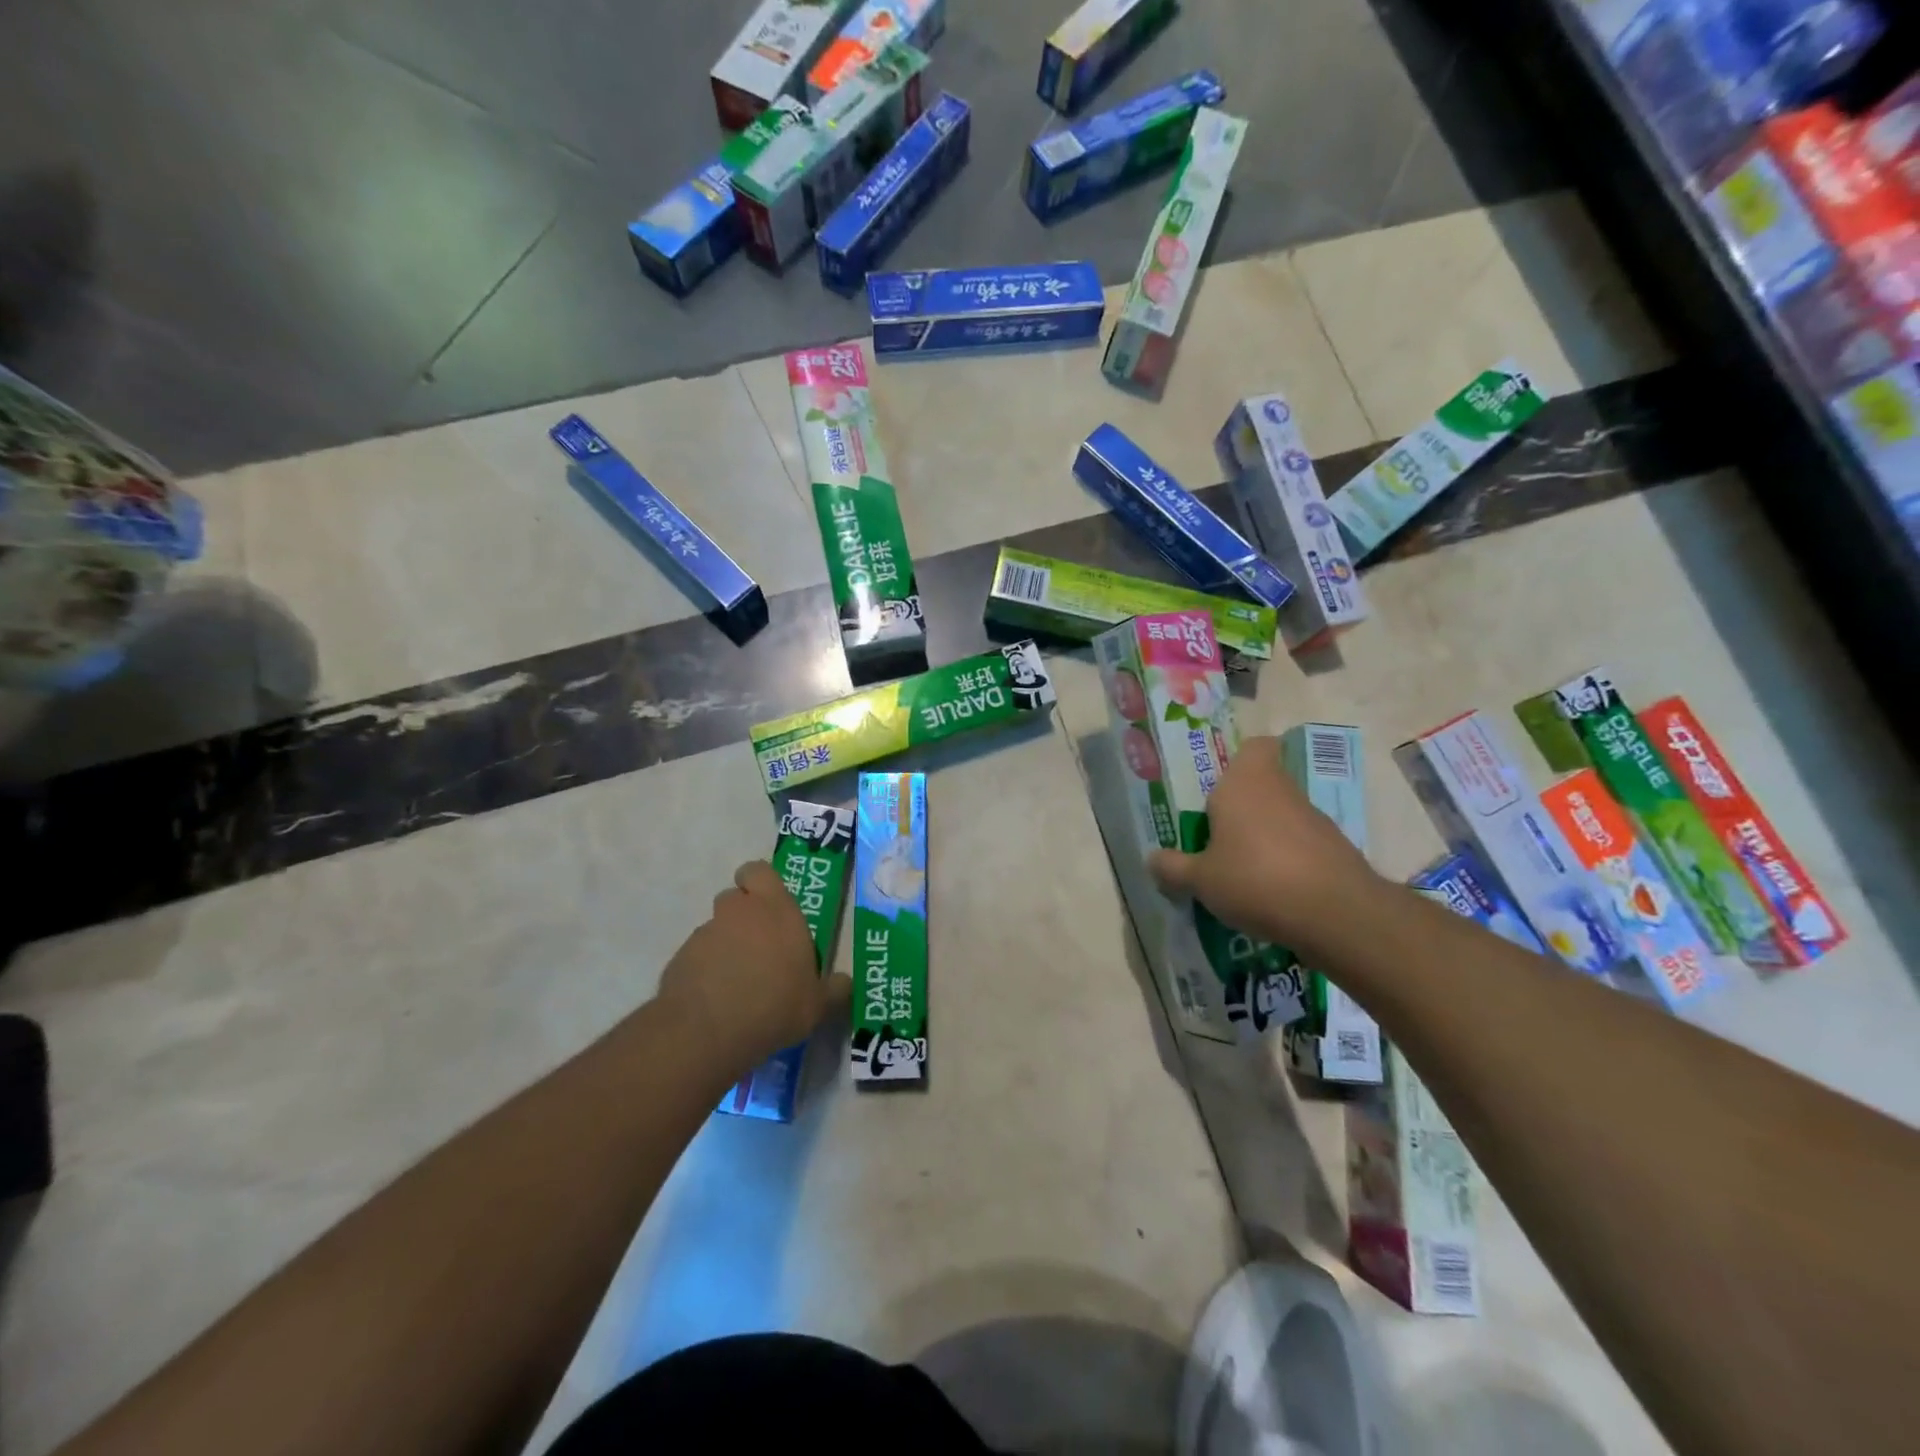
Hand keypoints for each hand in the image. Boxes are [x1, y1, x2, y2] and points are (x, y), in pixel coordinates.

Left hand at [657, 861, 851, 1074]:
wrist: (707, 1031)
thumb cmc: (775, 1005)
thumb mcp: (817, 1005)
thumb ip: (833, 989)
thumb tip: (846, 983)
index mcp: (776, 909)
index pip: (759, 871)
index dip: (760, 882)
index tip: (769, 905)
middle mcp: (739, 912)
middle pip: (735, 897)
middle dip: (743, 915)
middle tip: (759, 946)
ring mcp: (705, 933)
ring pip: (715, 927)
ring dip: (725, 944)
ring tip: (736, 981)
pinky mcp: (680, 958)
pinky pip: (696, 956)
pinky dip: (704, 969)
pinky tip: (715, 999)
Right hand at [1149, 735, 1381, 953]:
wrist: (1336, 914)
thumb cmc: (1255, 879)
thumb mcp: (1200, 880)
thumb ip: (1173, 867)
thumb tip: (1152, 859)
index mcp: (1244, 782)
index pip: (1254, 746)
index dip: (1241, 758)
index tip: (1220, 784)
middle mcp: (1281, 789)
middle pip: (1263, 784)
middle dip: (1241, 807)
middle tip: (1215, 836)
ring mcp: (1313, 818)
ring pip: (1281, 815)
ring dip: (1263, 836)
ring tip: (1239, 873)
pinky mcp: (1335, 848)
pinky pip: (1300, 845)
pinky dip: (1286, 861)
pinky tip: (1271, 893)